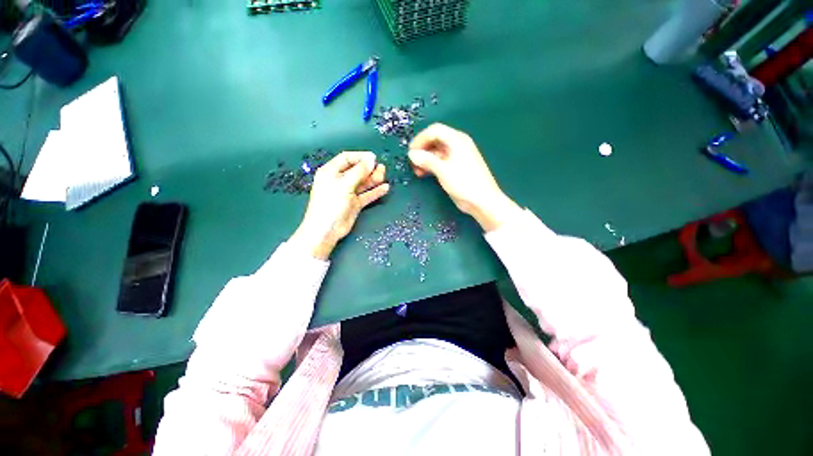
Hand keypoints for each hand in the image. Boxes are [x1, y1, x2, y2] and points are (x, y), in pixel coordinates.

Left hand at [290, 151, 389, 259]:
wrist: (326, 230)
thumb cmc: (331, 204)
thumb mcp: (344, 184)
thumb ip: (359, 171)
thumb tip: (372, 159)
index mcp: (331, 172)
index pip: (347, 158)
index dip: (360, 157)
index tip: (374, 158)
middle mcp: (340, 181)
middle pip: (357, 170)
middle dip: (369, 169)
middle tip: (381, 169)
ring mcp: (348, 193)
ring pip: (363, 183)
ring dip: (373, 179)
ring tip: (383, 176)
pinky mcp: (355, 203)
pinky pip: (367, 195)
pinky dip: (375, 191)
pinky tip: (385, 188)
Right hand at [408, 123, 520, 230]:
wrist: (482, 200)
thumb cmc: (464, 183)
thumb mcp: (443, 171)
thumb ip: (427, 160)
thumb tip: (412, 154)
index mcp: (457, 140)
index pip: (435, 131)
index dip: (420, 139)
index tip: (411, 152)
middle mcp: (457, 145)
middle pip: (435, 140)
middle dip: (422, 149)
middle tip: (412, 162)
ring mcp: (457, 156)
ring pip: (437, 152)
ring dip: (425, 159)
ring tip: (417, 170)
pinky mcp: (456, 167)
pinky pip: (440, 161)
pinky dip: (431, 165)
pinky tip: (424, 173)